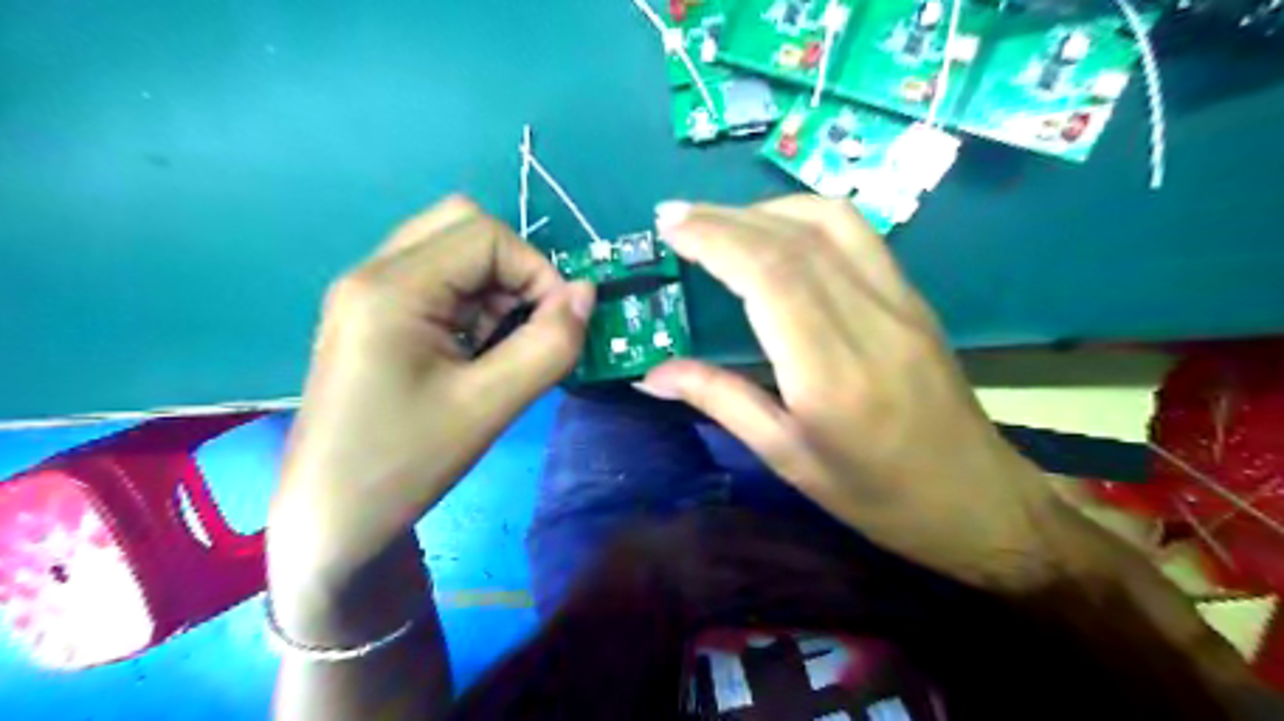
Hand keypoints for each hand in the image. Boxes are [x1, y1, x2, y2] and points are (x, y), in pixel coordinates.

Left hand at [274, 196, 593, 636]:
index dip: (537, 270)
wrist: (331, 519)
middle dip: (514, 269)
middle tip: (527, 324)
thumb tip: (587, 293)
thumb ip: (548, 344)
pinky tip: (474, 352)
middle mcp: (373, 273)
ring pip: (452, 251)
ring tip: (500, 346)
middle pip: (463, 226)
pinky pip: (437, 281)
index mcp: (392, 287)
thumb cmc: (404, 464)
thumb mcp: (489, 405)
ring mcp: (367, 293)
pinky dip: (472, 303)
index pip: (486, 235)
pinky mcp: (373, 317)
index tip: (559, 323)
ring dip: (494, 287)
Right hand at [640, 197, 1075, 591]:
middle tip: (674, 214)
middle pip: (792, 241)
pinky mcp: (913, 298)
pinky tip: (776, 229)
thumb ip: (720, 400)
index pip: (769, 276)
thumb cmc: (876, 496)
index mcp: (831, 373)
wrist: (978, 500)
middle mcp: (869, 322)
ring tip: (717, 219)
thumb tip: (652, 373)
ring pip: (829, 222)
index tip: (669, 226)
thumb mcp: (787, 458)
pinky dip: (806, 215)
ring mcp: (900, 302)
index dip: (714, 239)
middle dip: (724, 217)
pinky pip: (858, 234)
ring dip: (765, 208)